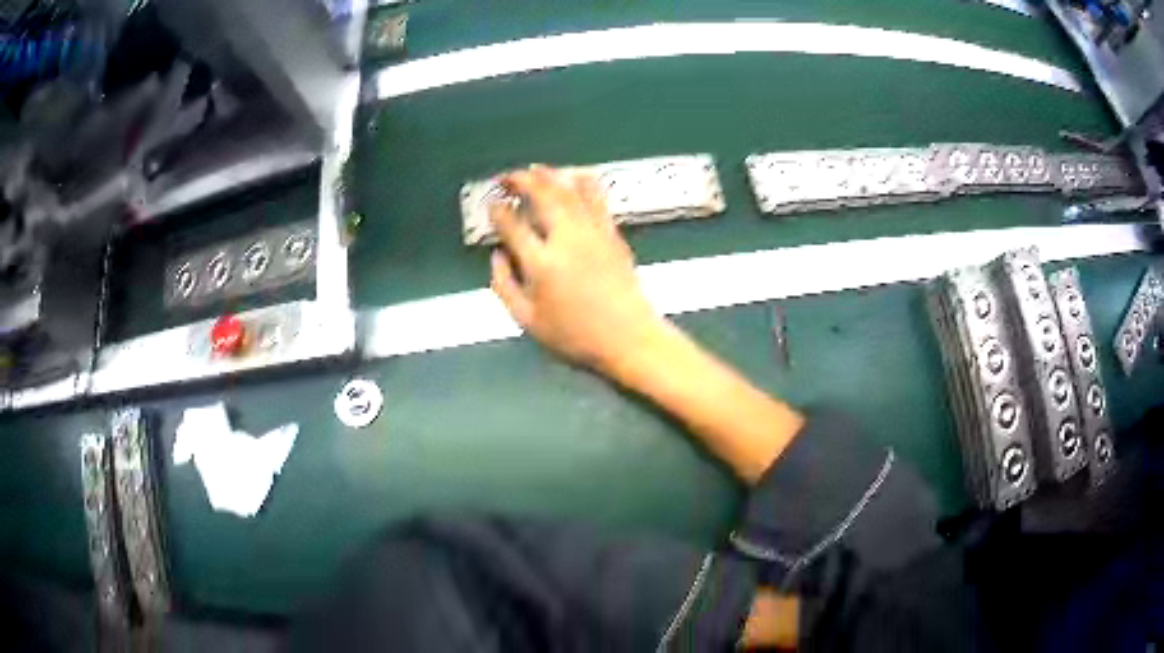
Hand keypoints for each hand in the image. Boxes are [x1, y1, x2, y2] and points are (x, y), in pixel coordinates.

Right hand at [489, 166, 665, 373]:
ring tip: (534, 170)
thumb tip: (496, 256)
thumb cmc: (576, 337)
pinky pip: (596, 197)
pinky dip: (582, 181)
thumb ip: (505, 286)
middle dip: (520, 180)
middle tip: (507, 178)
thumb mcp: (528, 322)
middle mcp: (566, 239)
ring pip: (568, 190)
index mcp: (541, 263)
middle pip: (541, 195)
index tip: (492, 206)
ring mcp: (592, 232)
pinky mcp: (612, 233)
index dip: (498, 212)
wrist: (629, 338)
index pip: (512, 225)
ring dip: (548, 175)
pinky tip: (574, 175)